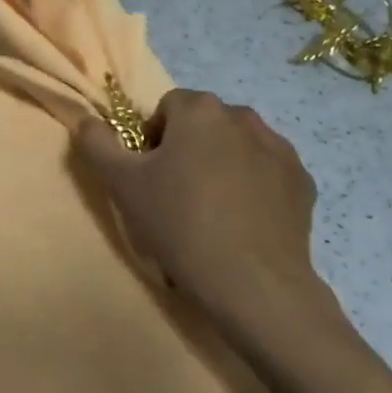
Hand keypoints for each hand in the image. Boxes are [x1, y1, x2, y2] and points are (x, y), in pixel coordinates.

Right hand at [74, 89, 338, 344]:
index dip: (152, 139)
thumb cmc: (180, 224)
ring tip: (212, 211)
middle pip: (204, 124)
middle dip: (188, 149)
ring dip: (222, 165)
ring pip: (237, 147)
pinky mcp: (303, 183)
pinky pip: (266, 173)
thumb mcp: (121, 183)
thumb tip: (88, 120)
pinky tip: (242, 223)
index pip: (166, 107)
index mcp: (200, 110)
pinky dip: (253, 187)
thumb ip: (97, 143)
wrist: (255, 285)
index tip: (150, 176)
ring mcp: (280, 150)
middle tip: (176, 194)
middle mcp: (243, 117)